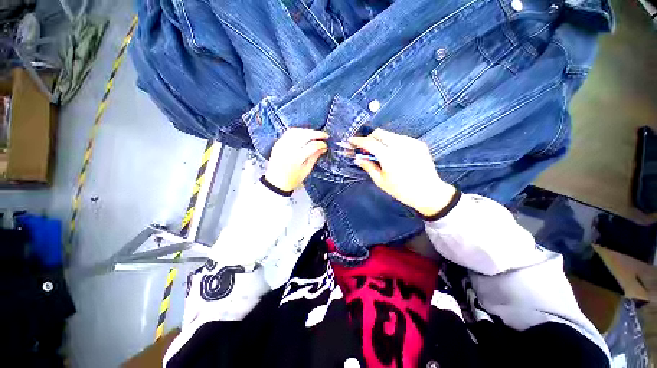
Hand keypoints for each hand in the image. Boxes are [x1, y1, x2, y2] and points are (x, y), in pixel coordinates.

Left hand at [265, 128, 328, 191]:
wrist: (276, 182)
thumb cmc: (291, 180)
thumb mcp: (306, 170)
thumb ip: (314, 157)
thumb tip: (322, 148)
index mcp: (297, 158)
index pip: (312, 146)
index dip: (321, 144)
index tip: (325, 146)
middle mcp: (289, 149)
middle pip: (305, 135)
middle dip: (316, 134)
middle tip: (324, 135)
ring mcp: (282, 145)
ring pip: (297, 131)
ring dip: (307, 131)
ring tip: (314, 135)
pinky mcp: (278, 144)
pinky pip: (289, 133)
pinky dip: (298, 132)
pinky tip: (303, 135)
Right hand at [349, 129, 455, 216]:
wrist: (428, 192)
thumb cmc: (402, 190)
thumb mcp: (381, 182)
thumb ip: (369, 167)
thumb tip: (358, 159)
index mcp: (389, 157)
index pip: (369, 143)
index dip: (358, 141)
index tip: (351, 141)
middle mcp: (401, 146)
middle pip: (380, 133)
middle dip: (370, 138)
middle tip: (366, 148)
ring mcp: (411, 143)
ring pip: (390, 134)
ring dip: (381, 140)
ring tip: (380, 152)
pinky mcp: (419, 144)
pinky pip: (401, 138)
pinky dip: (392, 143)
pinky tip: (394, 154)